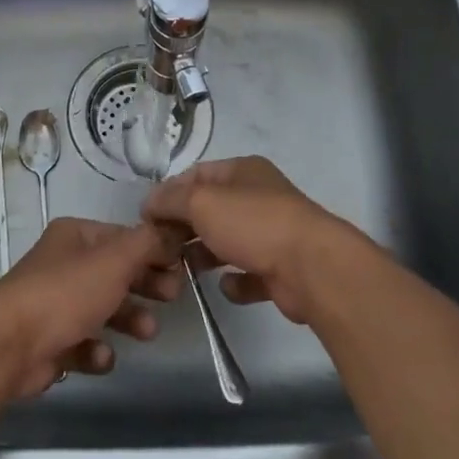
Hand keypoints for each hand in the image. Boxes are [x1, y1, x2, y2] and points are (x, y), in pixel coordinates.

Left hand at [0, 218, 182, 398]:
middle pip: (115, 272)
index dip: (154, 251)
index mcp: (75, 236)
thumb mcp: (114, 260)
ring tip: (147, 332)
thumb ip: (148, 244)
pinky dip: (96, 351)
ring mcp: (54, 304)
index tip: (182, 268)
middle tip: (172, 297)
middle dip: (145, 285)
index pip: (124, 237)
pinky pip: (83, 344)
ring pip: (103, 309)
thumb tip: (174, 230)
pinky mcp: (49, 342)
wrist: (7, 346)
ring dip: (129, 319)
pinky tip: (100, 357)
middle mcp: (63, 264)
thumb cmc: (64, 294)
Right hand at [140, 156, 381, 325]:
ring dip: (204, 255)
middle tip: (159, 248)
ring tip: (181, 271)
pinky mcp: (281, 269)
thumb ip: (170, 200)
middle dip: (184, 227)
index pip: (197, 174)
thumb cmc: (253, 224)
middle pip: (211, 209)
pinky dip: (236, 282)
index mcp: (243, 171)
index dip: (169, 192)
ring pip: (228, 241)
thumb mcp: (201, 202)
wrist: (312, 268)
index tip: (147, 217)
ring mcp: (273, 233)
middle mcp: (259, 197)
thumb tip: (149, 204)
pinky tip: (226, 287)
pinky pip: (250, 274)